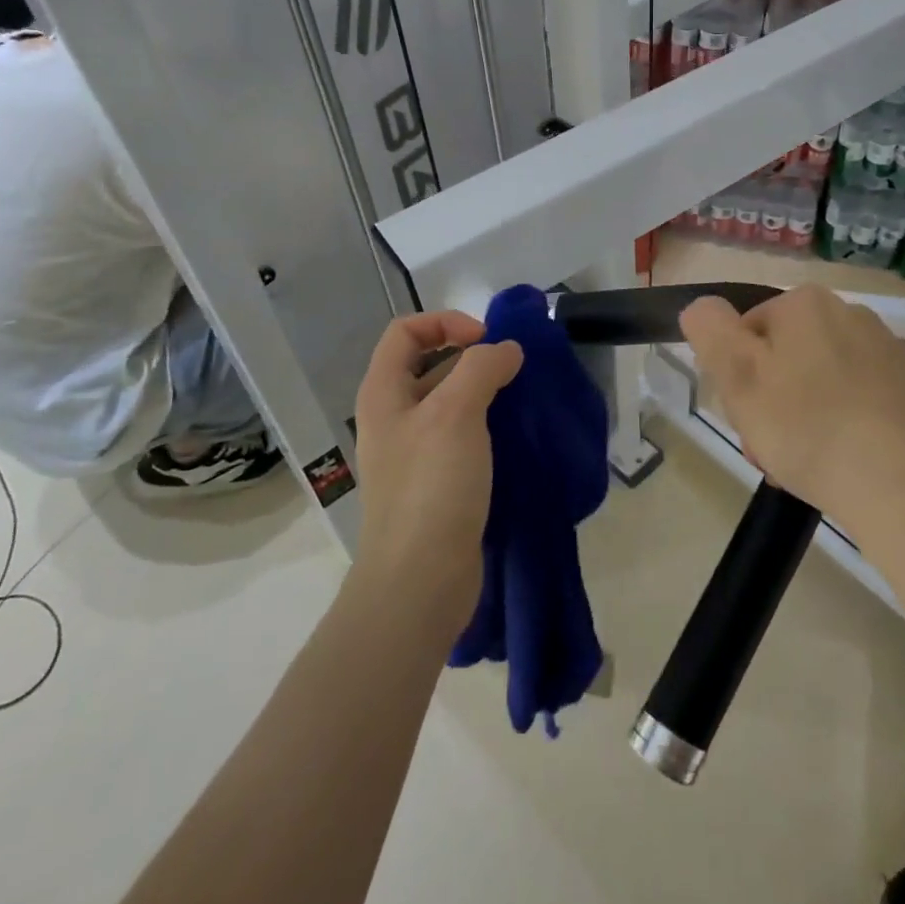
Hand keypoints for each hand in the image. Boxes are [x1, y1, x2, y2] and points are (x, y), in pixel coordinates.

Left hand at [351, 312, 522, 627]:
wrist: (420, 580)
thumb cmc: (431, 486)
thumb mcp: (456, 412)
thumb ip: (482, 368)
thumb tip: (506, 351)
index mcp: (384, 392)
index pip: (406, 331)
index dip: (446, 323)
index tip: (486, 342)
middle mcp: (393, 417)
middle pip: (428, 363)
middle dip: (471, 357)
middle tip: (511, 371)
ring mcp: (413, 452)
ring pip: (449, 402)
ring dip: (483, 392)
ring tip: (520, 400)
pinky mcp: (436, 482)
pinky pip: (461, 436)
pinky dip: (487, 426)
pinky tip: (514, 435)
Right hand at [680, 286, 904, 548]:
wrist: (904, 487)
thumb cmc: (807, 429)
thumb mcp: (737, 378)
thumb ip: (710, 331)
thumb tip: (702, 306)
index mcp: (805, 304)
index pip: (749, 333)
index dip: (738, 378)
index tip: (744, 418)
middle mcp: (853, 314)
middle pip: (790, 356)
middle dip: (773, 400)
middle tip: (771, 450)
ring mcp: (892, 352)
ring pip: (827, 381)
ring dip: (809, 416)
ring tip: (809, 467)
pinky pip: (867, 402)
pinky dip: (852, 426)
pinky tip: (850, 463)